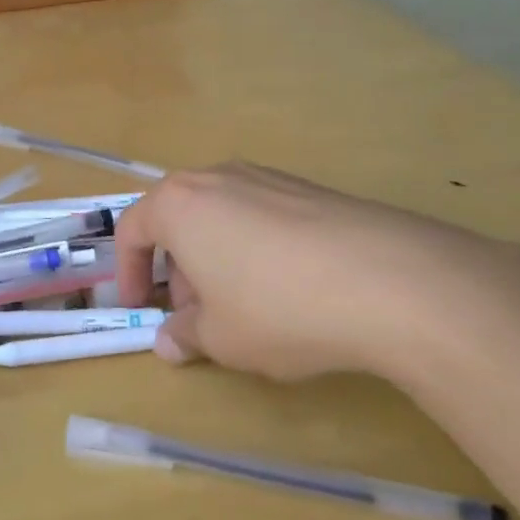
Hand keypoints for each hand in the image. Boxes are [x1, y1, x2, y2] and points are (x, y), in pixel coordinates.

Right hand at [116, 163, 519, 382]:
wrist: (390, 280)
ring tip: (242, 306)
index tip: (139, 307)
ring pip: (221, 217)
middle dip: (177, 269)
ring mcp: (266, 178)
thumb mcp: (221, 338)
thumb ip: (185, 336)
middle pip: (178, 220)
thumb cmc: (277, 308)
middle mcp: (216, 178)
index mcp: (178, 204)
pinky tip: (288, 289)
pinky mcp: (309, 189)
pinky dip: (255, 249)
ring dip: (216, 259)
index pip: (132, 231)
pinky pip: (261, 217)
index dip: (128, 273)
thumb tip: (169, 342)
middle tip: (194, 315)